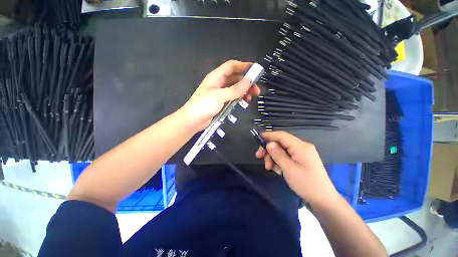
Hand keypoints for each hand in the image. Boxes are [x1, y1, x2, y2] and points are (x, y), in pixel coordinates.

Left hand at [180, 60, 260, 131]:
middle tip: (256, 89)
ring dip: (244, 90)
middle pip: (235, 78)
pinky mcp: (221, 101)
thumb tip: (249, 81)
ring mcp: (220, 93)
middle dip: (247, 81)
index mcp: (216, 76)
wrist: (193, 120)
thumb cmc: (203, 105)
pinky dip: (239, 97)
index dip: (243, 66)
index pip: (231, 66)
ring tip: (252, 97)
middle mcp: (219, 83)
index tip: (256, 70)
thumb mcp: (219, 96)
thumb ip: (234, 89)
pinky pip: (233, 96)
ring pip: (235, 88)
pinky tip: (244, 101)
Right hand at [255, 131, 337, 202]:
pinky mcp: (301, 159)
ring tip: (269, 168)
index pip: (282, 135)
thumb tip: (269, 144)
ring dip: (273, 157)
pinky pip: (286, 156)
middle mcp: (301, 147)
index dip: (269, 135)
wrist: (323, 199)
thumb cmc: (306, 184)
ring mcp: (301, 153)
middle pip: (280, 143)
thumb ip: (278, 154)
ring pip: (282, 150)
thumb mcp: (289, 169)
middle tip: (259, 157)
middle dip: (269, 149)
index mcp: (301, 146)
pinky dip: (279, 161)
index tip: (258, 138)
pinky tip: (278, 170)